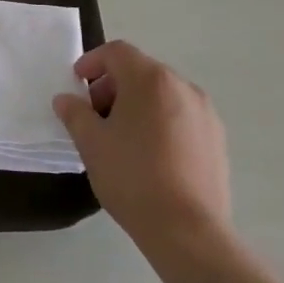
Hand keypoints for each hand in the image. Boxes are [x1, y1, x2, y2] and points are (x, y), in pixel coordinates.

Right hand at [52, 40, 230, 250]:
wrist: (188, 230)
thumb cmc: (132, 177)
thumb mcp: (91, 143)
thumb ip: (75, 113)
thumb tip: (66, 99)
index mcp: (150, 80)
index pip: (117, 52)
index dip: (92, 61)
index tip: (77, 83)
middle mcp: (183, 86)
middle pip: (141, 71)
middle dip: (113, 86)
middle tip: (94, 115)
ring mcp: (205, 113)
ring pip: (163, 94)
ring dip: (137, 104)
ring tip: (121, 137)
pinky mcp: (217, 139)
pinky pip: (181, 116)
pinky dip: (160, 122)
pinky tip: (149, 155)